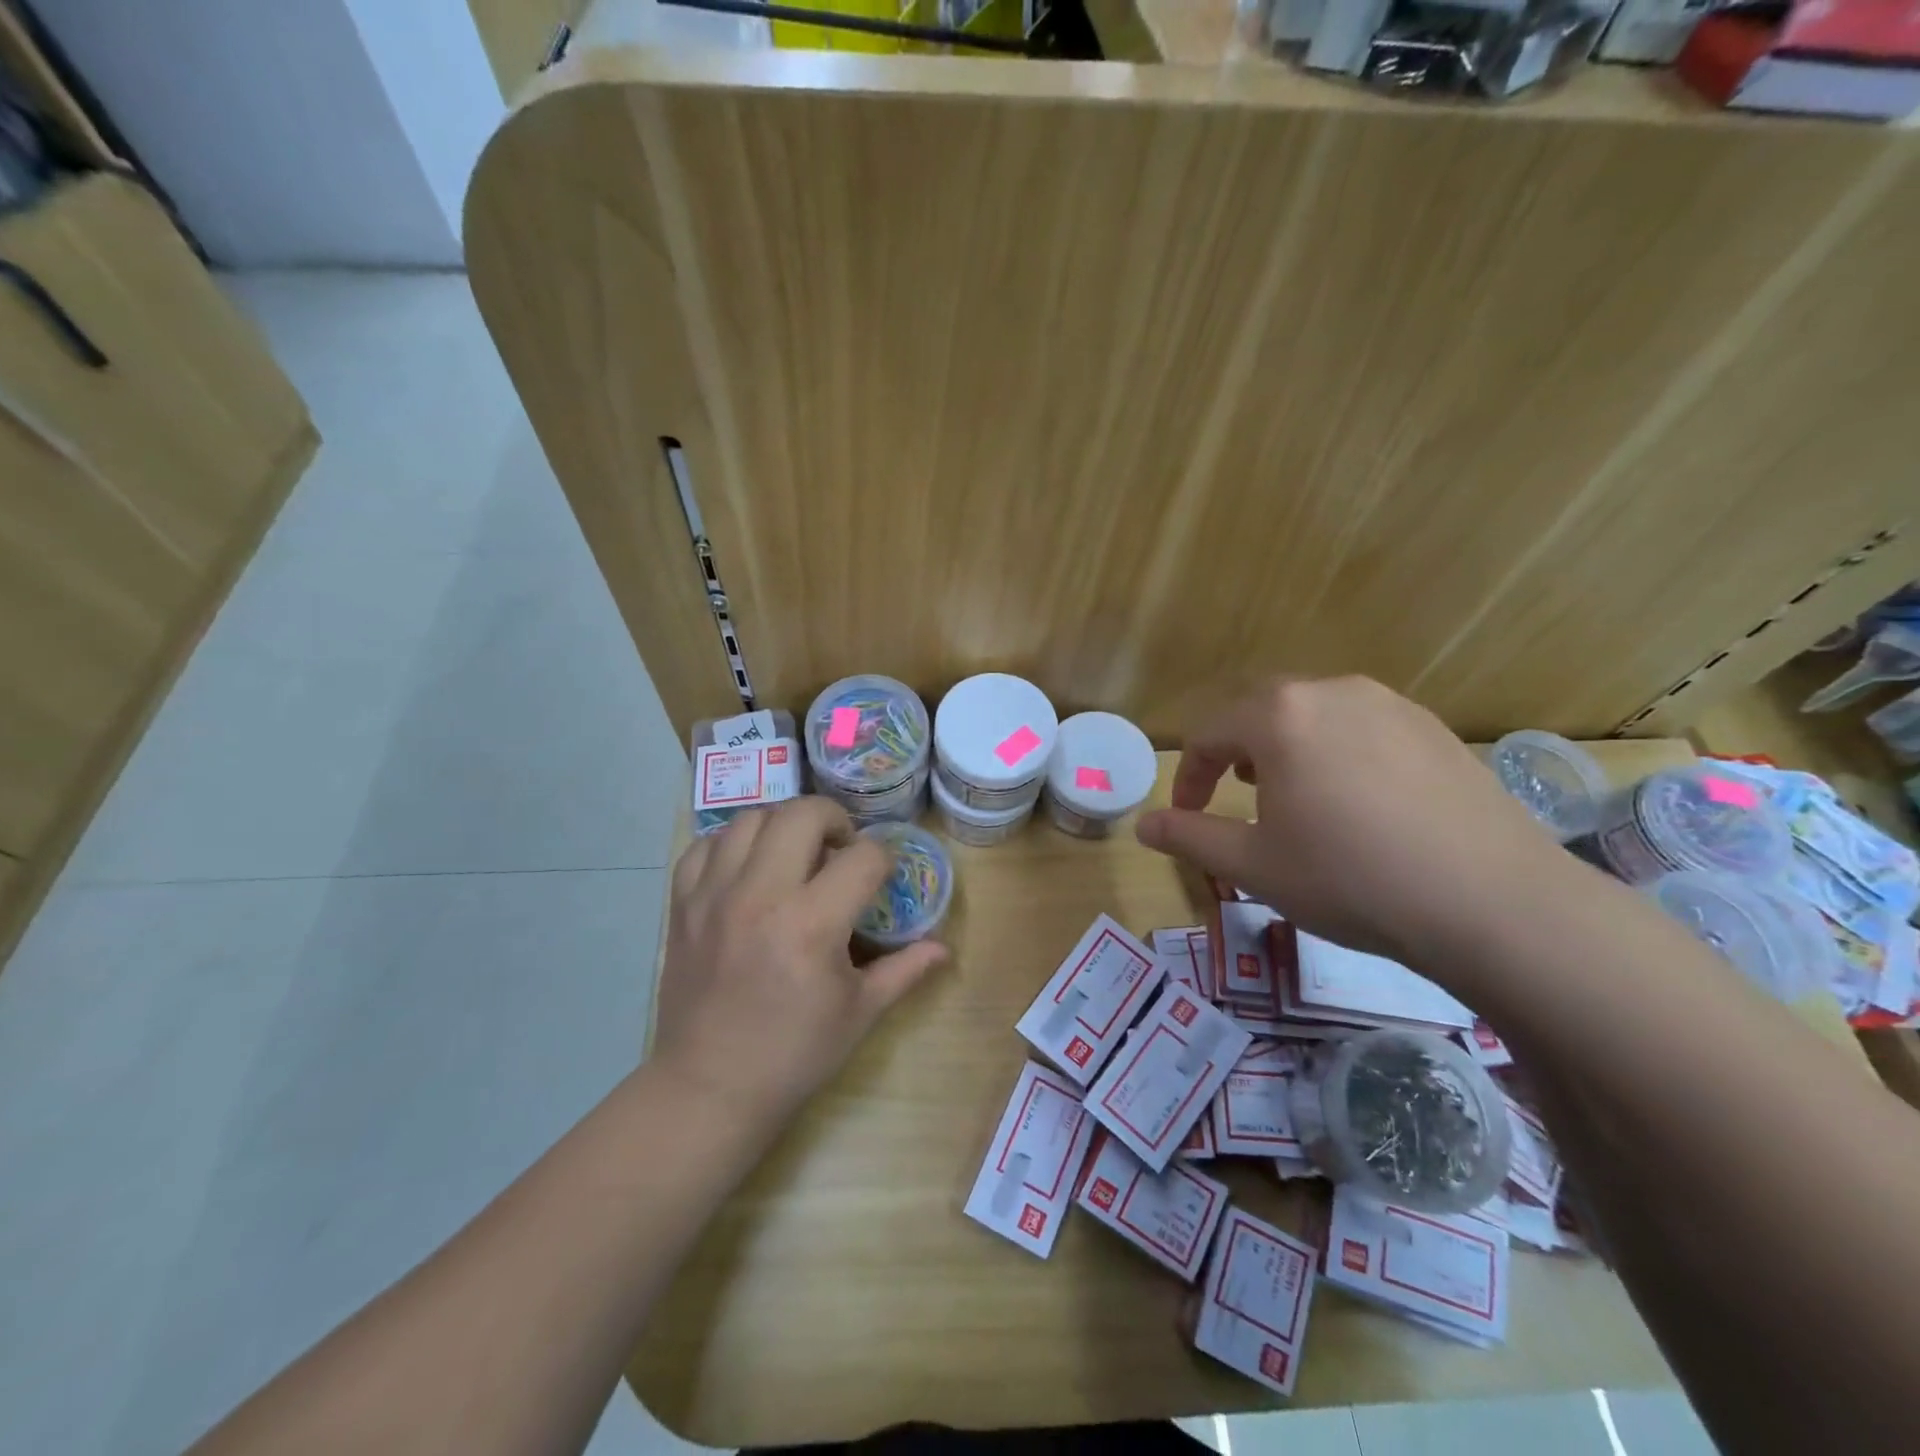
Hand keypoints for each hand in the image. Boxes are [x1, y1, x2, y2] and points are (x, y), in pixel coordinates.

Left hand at [653, 798, 948, 1129]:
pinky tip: (748, 868)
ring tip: (795, 853)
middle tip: (840, 847)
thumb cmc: (794, 1053)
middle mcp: (760, 896)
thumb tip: (944, 947)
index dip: (882, 859)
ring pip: (752, 818)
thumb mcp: (860, 1014)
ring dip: (784, 825)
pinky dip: (732, 844)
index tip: (881, 876)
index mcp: (811, 925)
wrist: (709, 1088)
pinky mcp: (682, 905)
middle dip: (834, 819)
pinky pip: (705, 845)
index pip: (862, 857)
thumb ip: (904, 970)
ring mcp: (713, 896)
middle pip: (802, 814)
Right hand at [1136, 677, 1562, 964]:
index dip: (1188, 777)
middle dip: (1236, 755)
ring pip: (1315, 716)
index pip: (1209, 734)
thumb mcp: (1253, 865)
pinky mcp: (1434, 728)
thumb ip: (1189, 836)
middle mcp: (1332, 692)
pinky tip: (1358, 802)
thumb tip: (1142, 825)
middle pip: (1261, 713)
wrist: (1492, 903)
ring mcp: (1390, 705)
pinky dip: (1338, 754)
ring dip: (1286, 750)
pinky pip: (1363, 728)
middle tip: (1236, 801)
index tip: (1187, 817)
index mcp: (1279, 716)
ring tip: (1293, 796)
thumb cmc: (1349, 878)